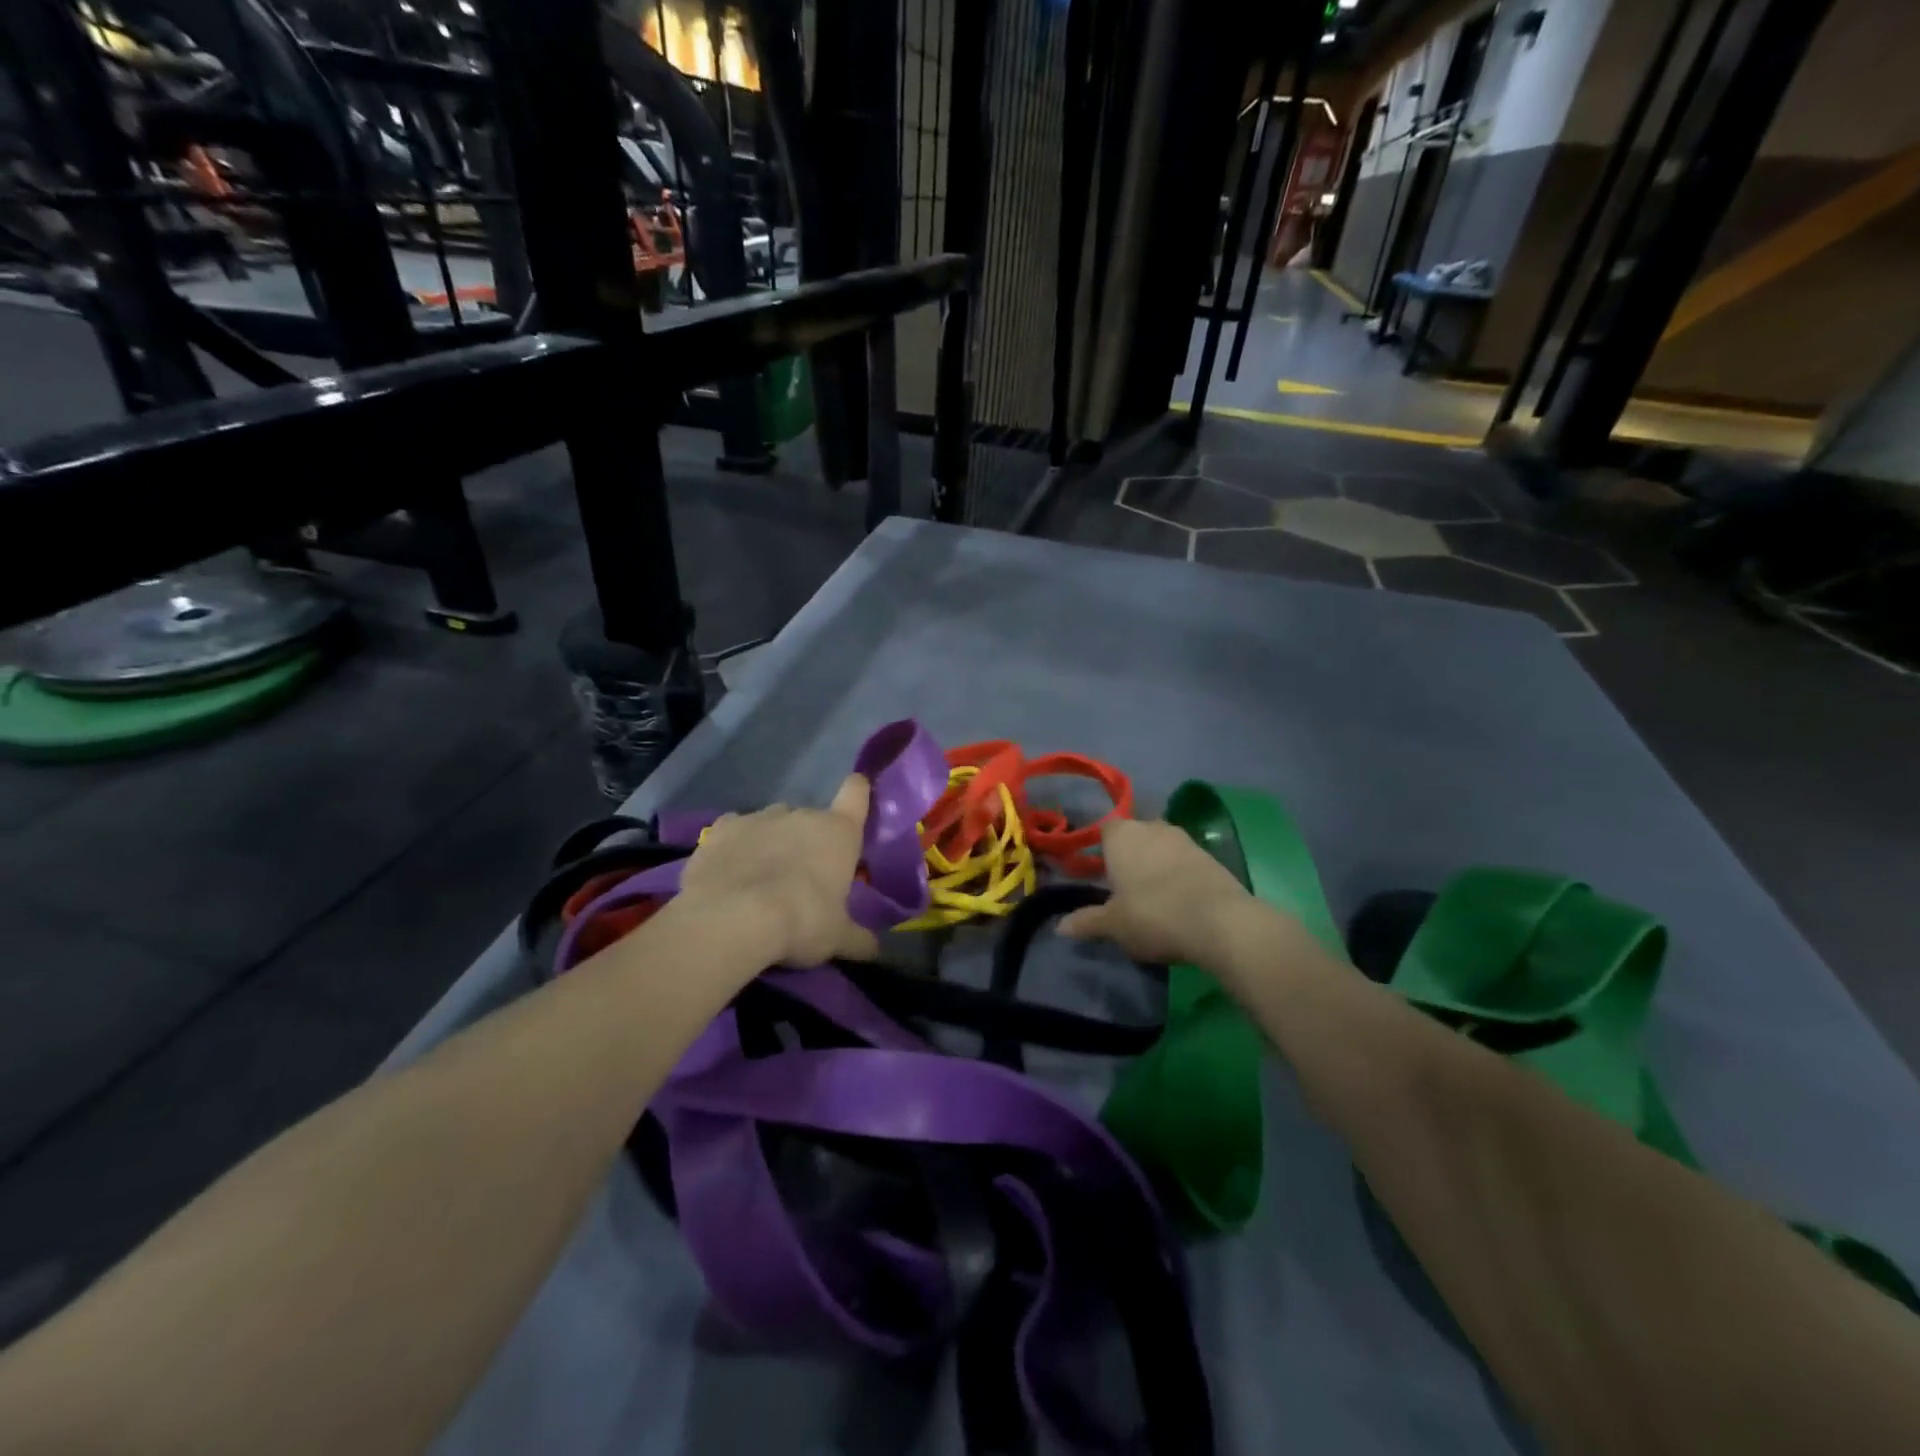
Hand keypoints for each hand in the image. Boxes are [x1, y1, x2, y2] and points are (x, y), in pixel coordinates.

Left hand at [676, 774, 881, 966]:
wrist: (732, 919)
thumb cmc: (802, 921)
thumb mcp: (837, 939)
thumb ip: (858, 939)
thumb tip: (875, 950)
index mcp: (838, 832)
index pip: (856, 794)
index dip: (858, 791)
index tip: (856, 792)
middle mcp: (801, 814)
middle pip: (810, 818)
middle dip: (807, 840)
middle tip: (801, 877)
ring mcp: (758, 817)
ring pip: (772, 822)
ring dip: (772, 841)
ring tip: (761, 877)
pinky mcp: (720, 829)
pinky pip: (734, 831)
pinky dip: (734, 846)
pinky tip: (729, 870)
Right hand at [1058, 818, 1256, 968]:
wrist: (1220, 922)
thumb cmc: (1153, 915)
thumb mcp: (1113, 925)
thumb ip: (1086, 921)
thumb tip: (1060, 927)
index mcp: (1121, 835)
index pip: (1103, 831)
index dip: (1100, 851)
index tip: (1098, 875)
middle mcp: (1152, 827)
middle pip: (1134, 836)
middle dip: (1128, 857)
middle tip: (1122, 889)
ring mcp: (1184, 839)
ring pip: (1160, 847)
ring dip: (1155, 865)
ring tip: (1152, 897)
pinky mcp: (1210, 856)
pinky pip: (1184, 861)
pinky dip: (1178, 875)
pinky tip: (1178, 901)